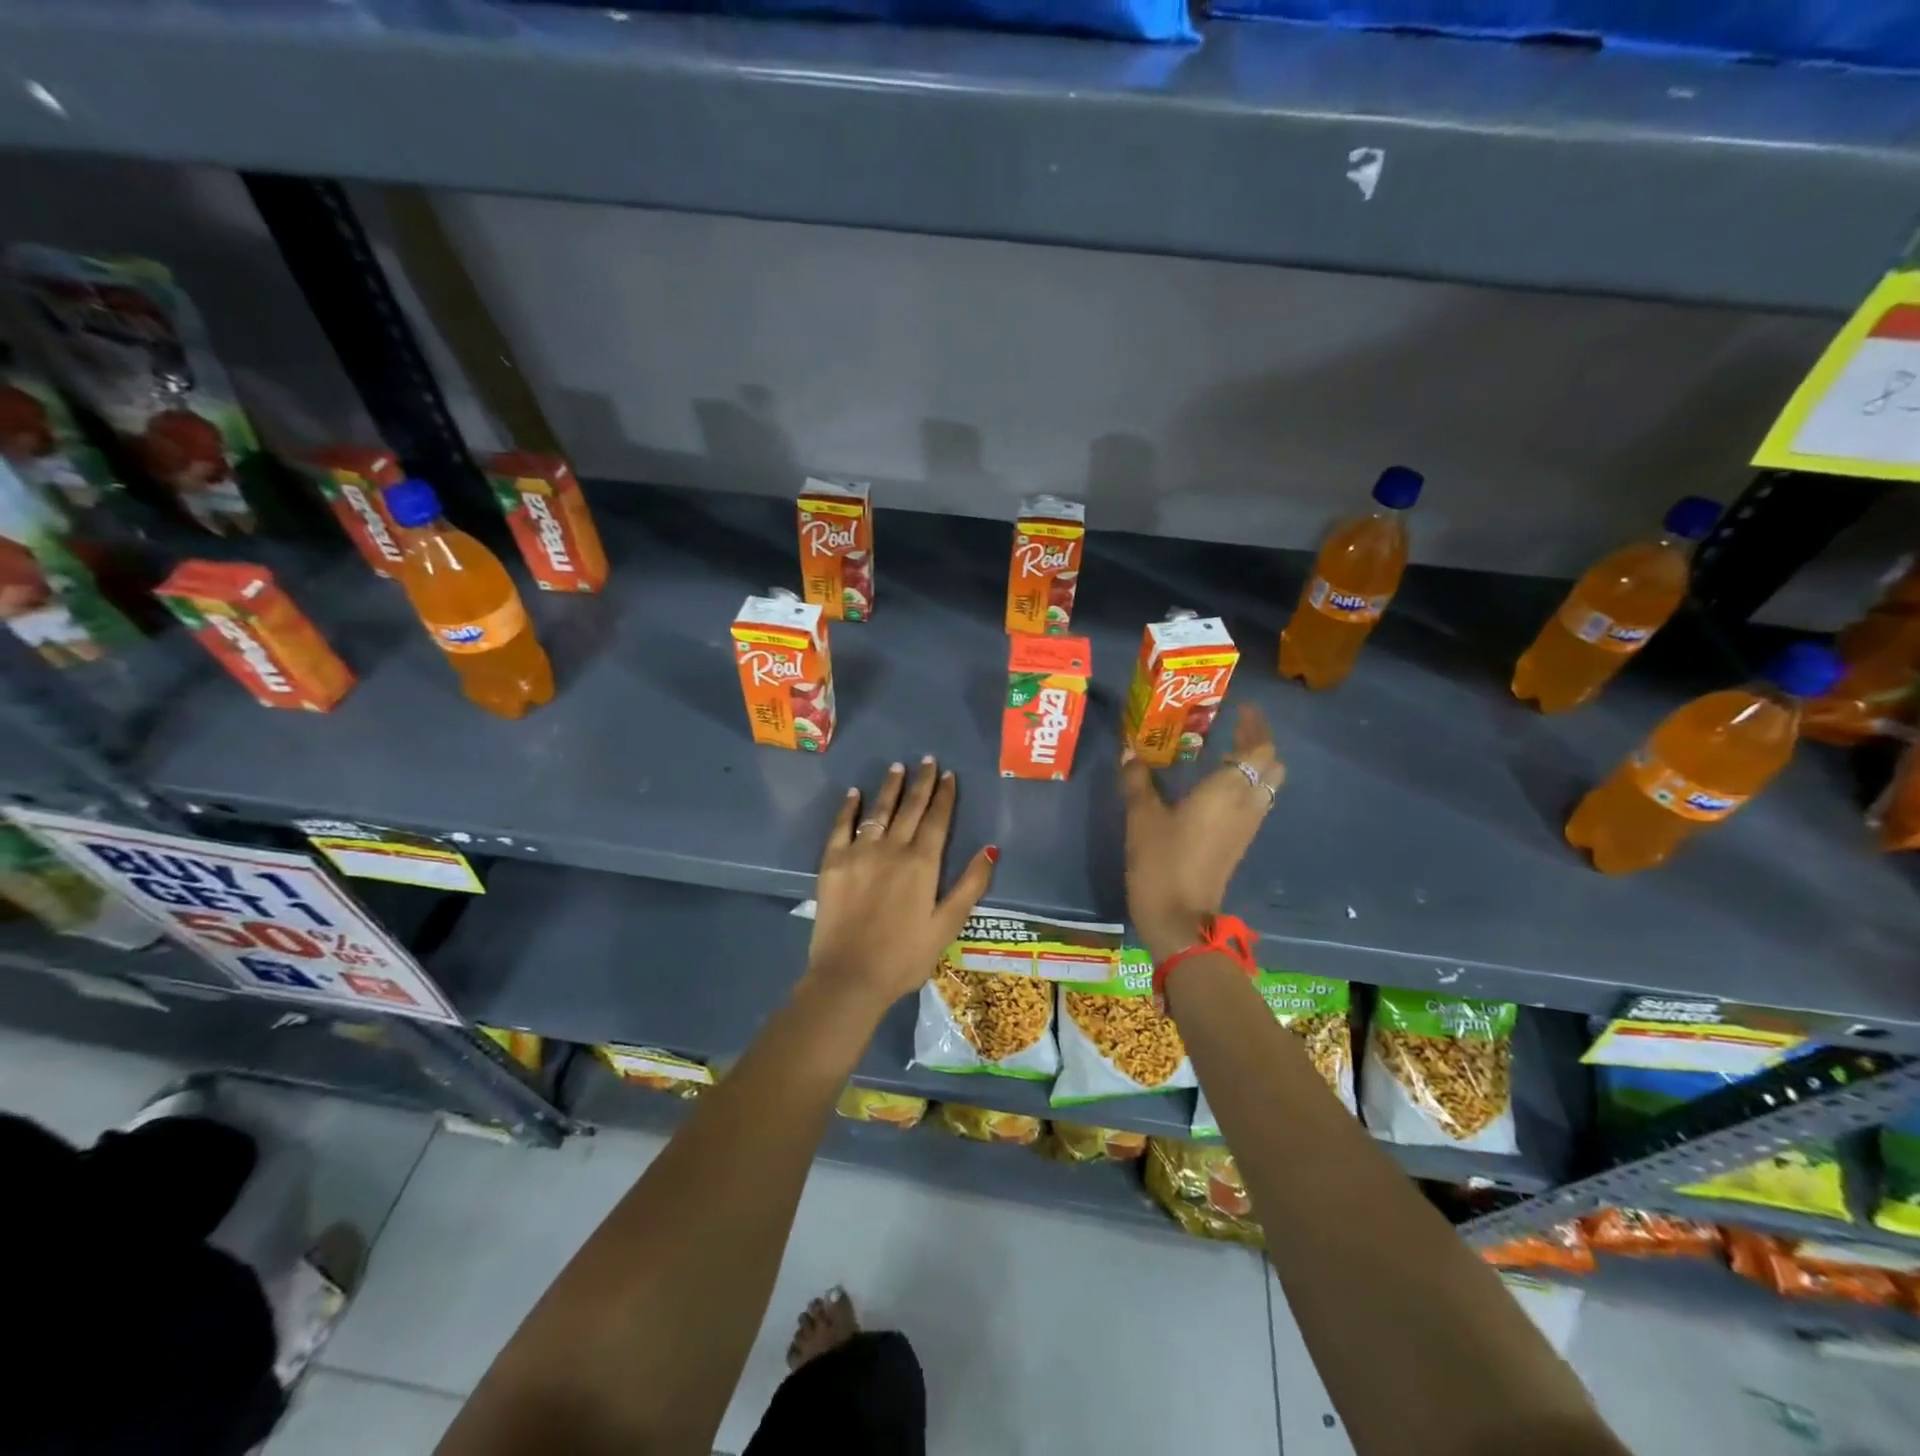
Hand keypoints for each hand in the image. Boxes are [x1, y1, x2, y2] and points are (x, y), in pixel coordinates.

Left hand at [806, 757, 997, 1009]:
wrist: (849, 977)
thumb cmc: (904, 957)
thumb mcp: (947, 925)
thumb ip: (970, 885)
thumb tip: (990, 849)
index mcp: (922, 863)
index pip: (937, 820)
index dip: (945, 796)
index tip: (949, 775)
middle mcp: (892, 848)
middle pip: (910, 808)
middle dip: (921, 783)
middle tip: (927, 760)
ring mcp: (859, 853)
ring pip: (878, 810)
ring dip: (890, 787)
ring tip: (897, 767)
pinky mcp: (832, 863)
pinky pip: (841, 826)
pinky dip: (849, 808)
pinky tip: (854, 793)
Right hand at [1119, 706, 1282, 962]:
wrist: (1179, 918)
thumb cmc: (1161, 861)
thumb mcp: (1141, 816)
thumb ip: (1137, 780)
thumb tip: (1130, 752)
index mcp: (1228, 790)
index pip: (1260, 749)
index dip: (1256, 726)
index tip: (1243, 709)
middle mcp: (1247, 804)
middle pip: (1272, 766)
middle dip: (1259, 743)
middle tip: (1234, 729)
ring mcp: (1247, 827)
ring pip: (1266, 786)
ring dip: (1254, 766)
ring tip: (1225, 753)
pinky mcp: (1239, 844)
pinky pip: (1255, 804)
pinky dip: (1245, 787)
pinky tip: (1217, 788)